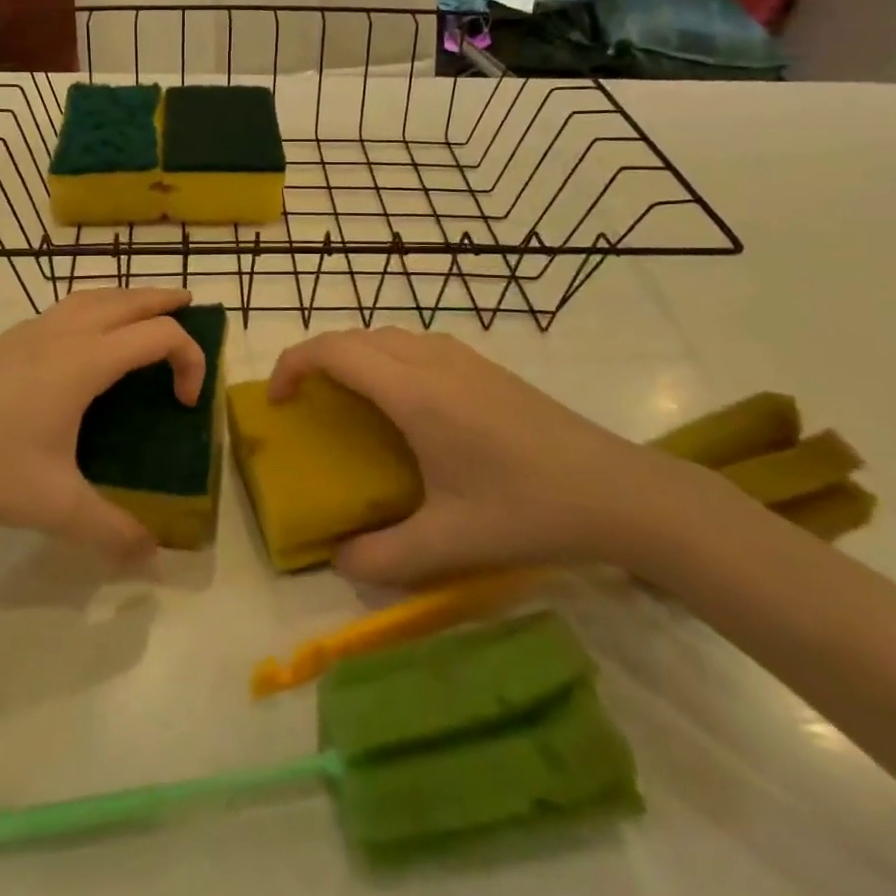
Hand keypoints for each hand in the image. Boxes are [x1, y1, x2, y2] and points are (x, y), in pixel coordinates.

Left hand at [0, 289, 205, 559]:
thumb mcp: (52, 505)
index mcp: (85, 360)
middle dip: (165, 300)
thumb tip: (152, 556)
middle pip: (129, 299)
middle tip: (191, 305)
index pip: (159, 335)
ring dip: (128, 297)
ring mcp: (31, 332)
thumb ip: (108, 530)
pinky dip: (94, 307)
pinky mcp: (6, 341)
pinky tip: (83, 338)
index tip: (185, 404)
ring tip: (144, 312)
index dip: (190, 359)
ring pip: (93, 296)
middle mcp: (64, 333)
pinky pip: (66, 308)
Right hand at [269, 328, 694, 585]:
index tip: (277, 401)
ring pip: (386, 336)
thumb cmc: (528, 510)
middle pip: (355, 336)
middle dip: (317, 359)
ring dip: (353, 355)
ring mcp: (462, 358)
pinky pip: (414, 344)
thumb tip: (338, 559)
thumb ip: (383, 557)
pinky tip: (402, 402)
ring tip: (345, 398)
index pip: (334, 351)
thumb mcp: (449, 544)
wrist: (618, 490)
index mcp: (413, 392)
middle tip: (303, 402)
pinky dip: (385, 357)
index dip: (293, 364)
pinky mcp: (484, 366)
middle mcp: (431, 361)